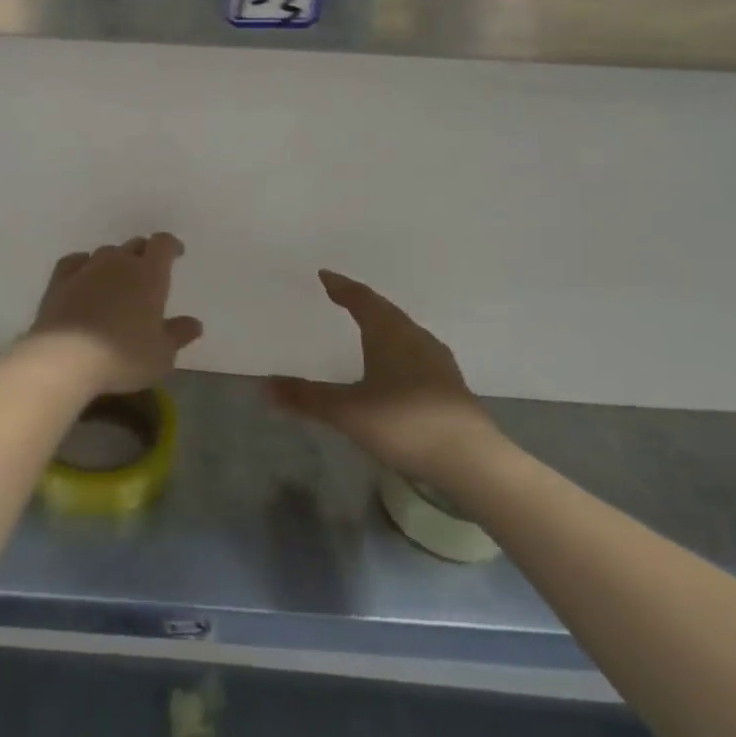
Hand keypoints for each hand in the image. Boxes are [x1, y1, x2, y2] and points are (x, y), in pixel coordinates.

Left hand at [24, 234, 202, 393]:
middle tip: (148, 271)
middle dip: (144, 254)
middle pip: (134, 245)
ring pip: (106, 253)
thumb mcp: (161, 355)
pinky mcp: (59, 280)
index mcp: (149, 274)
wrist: (65, 357)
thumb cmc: (122, 356)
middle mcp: (118, 263)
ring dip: (115, 262)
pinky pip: (75, 261)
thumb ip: (178, 335)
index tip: (176, 253)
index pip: (163, 244)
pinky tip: (83, 275)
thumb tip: (194, 323)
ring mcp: (86, 268)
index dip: (171, 246)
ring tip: (117, 280)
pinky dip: (83, 265)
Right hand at [267, 270, 501, 492]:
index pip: (362, 299)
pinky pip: (416, 352)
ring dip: (382, 325)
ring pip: (404, 331)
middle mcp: (415, 338)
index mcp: (389, 333)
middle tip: (340, 298)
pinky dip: (398, 349)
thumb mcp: (347, 412)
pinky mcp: (450, 385)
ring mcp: (437, 361)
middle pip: (385, 311)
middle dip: (361, 303)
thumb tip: (264, 386)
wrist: (472, 460)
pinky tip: (395, 367)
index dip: (342, 286)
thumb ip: (306, 398)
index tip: (325, 275)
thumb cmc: (403, 424)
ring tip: (365, 328)